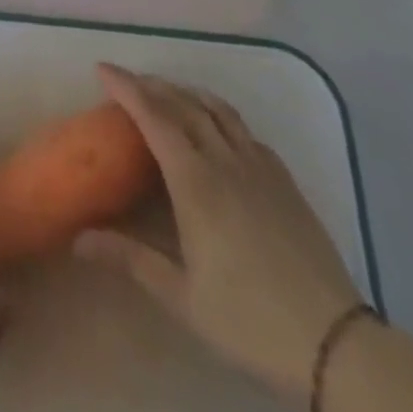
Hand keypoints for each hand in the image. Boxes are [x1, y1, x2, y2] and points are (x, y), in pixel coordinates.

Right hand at [74, 64, 364, 402]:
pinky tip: (218, 130)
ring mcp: (259, 167)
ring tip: (168, 91)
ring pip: (218, 110)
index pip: (154, 117)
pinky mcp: (284, 180)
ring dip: (188, 92)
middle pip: (184, 104)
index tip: (103, 69)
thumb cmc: (248, 318)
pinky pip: (245, 131)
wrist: (334, 342)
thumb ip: (130, 259)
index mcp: (195, 181)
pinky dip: (220, 115)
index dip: (127, 88)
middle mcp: (225, 160)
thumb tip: (78, 240)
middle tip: (127, 81)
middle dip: (152, 85)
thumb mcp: (182, 296)